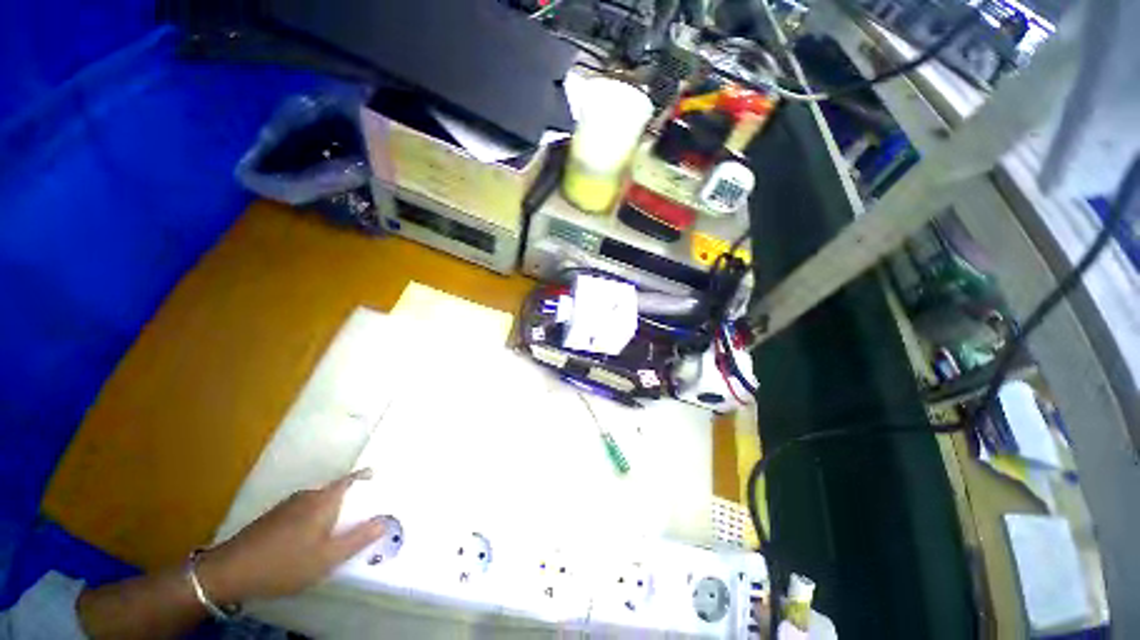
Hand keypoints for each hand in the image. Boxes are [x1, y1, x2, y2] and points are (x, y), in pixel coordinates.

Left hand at [197, 468, 385, 603]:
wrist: (229, 571)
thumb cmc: (285, 563)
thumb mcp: (327, 558)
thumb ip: (359, 539)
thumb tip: (385, 521)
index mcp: (324, 500)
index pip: (350, 480)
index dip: (364, 477)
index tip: (376, 476)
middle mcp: (307, 496)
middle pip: (335, 490)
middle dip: (349, 499)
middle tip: (359, 515)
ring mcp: (287, 505)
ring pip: (317, 502)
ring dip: (330, 510)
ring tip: (336, 530)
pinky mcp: (273, 517)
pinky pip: (303, 510)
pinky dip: (313, 518)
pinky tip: (308, 539)